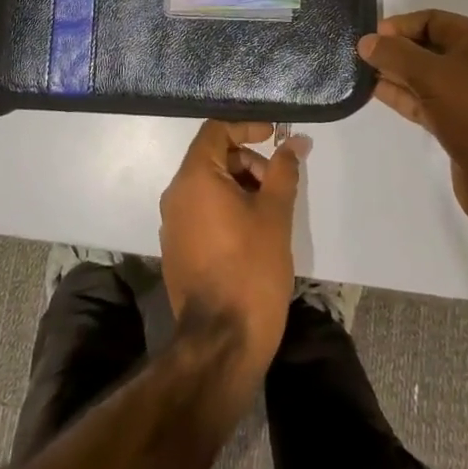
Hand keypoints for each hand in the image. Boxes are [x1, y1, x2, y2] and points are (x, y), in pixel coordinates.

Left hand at [158, 120, 307, 392]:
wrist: (222, 342)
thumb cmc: (251, 268)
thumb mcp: (274, 213)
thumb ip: (283, 170)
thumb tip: (294, 141)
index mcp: (194, 178)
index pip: (216, 130)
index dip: (247, 126)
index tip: (275, 136)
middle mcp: (175, 195)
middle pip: (212, 158)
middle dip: (248, 162)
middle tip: (278, 184)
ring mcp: (172, 224)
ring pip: (208, 186)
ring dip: (240, 186)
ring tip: (270, 212)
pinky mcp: (177, 249)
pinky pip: (202, 211)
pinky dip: (227, 208)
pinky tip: (253, 233)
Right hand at [358, 10, 467, 244]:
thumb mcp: (434, 77)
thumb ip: (397, 55)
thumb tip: (366, 41)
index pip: (431, 20)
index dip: (400, 25)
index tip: (369, 38)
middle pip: (425, 46)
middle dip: (394, 49)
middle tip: (357, 56)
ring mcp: (465, 96)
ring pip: (422, 76)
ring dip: (394, 73)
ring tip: (358, 72)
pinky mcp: (456, 125)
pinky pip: (423, 101)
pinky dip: (400, 96)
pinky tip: (374, 92)